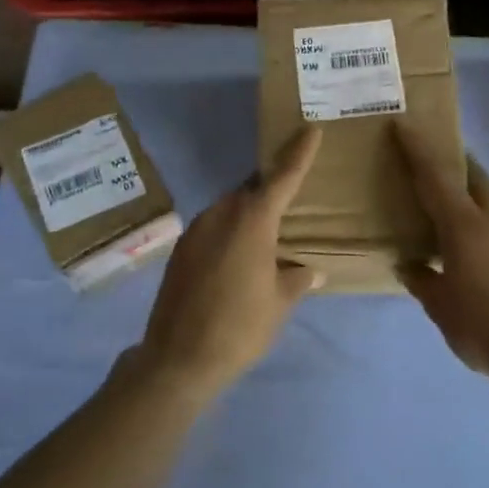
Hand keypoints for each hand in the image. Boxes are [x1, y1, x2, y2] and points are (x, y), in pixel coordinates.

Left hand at [139, 127, 324, 396]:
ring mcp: (196, 230)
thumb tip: (309, 271)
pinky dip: (228, 231)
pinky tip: (235, 257)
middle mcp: (222, 214)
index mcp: (252, 221)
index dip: (298, 153)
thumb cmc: (239, 327)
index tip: (310, 129)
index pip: (282, 177)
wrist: (178, 358)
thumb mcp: (278, 304)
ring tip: (264, 235)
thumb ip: (295, 280)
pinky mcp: (180, 249)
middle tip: (290, 201)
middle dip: (270, 190)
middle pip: (251, 190)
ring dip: (247, 213)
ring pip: (229, 207)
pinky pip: (212, 227)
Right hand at [393, 122, 488, 378]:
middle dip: (455, 161)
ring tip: (453, 210)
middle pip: (474, 176)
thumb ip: (422, 279)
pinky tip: (478, 248)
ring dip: (472, 194)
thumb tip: (408, 263)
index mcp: (464, 226)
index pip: (435, 177)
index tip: (403, 124)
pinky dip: (485, 223)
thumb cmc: (483, 327)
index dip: (417, 149)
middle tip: (436, 157)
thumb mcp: (440, 307)